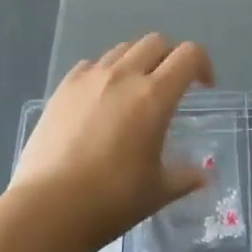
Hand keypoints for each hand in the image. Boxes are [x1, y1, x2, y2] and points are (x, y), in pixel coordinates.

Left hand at [12, 34, 214, 251]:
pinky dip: (105, 72)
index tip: (204, 88)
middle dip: (171, 57)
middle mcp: (124, 75)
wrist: (47, 208)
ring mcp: (90, 78)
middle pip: (156, 42)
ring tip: (135, 91)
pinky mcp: (63, 87)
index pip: (189, 55)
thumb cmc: (111, 200)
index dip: (203, 64)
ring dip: (138, 61)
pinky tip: (101, 100)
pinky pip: (92, 64)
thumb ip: (185, 177)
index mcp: (154, 96)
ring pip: (123, 48)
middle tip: (171, 86)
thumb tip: (203, 176)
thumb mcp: (157, 191)